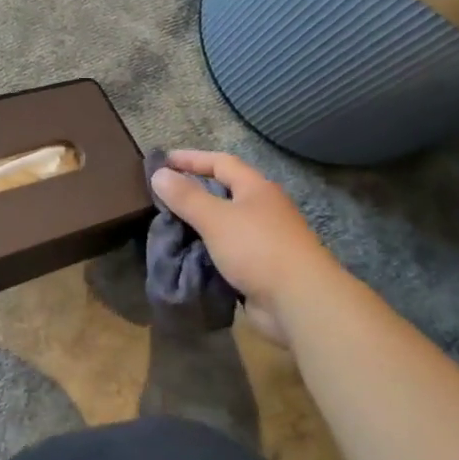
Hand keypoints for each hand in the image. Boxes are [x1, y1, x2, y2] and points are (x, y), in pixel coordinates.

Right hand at [149, 150, 330, 343]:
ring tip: (167, 227)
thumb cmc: (257, 248)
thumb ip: (186, 197)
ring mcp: (264, 239)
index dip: (191, 159)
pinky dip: (206, 250)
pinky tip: (187, 256)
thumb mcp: (215, 218)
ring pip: (224, 225)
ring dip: (198, 225)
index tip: (163, 161)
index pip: (221, 162)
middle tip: (161, 196)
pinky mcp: (260, 267)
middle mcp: (262, 209)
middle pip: (224, 193)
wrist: (299, 301)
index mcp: (256, 189)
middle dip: (193, 193)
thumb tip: (159, 174)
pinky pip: (226, 251)